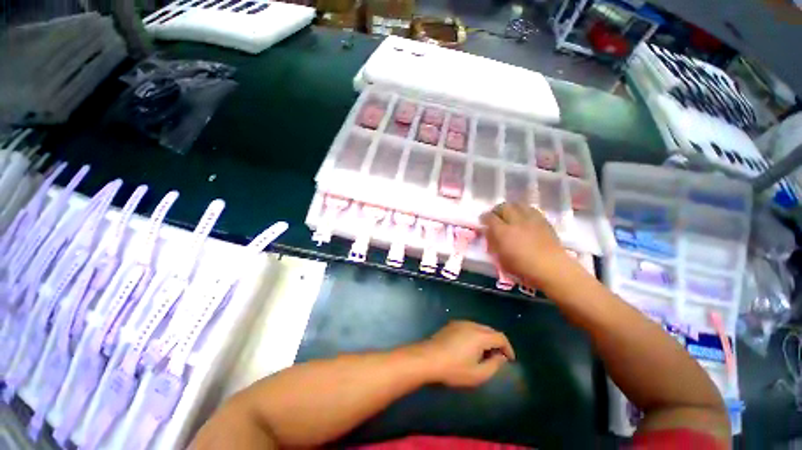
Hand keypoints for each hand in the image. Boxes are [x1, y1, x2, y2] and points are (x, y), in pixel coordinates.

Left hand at [417, 321, 514, 387]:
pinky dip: (475, 335)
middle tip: (498, 357)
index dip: (508, 348)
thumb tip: (501, 357)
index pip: (500, 337)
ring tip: (485, 353)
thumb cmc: (454, 368)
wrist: (428, 358)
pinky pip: (469, 327)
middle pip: (490, 330)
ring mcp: (460, 323)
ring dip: (486, 338)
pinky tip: (470, 347)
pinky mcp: (451, 325)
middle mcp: (471, 325)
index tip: (510, 360)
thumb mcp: (478, 374)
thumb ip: (494, 365)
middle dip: (497, 342)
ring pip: (479, 327)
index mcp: (480, 335)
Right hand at [480, 202, 572, 288]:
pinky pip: (531, 209)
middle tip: (495, 216)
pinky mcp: (543, 221)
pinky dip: (524, 210)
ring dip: (511, 208)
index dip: (484, 217)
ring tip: (509, 214)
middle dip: (497, 210)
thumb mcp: (500, 259)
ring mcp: (531, 219)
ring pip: (518, 205)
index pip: (489, 217)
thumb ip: (493, 243)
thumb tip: (488, 233)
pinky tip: (524, 217)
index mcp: (503, 232)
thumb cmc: (523, 268)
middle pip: (504, 207)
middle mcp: (516, 221)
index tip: (482, 220)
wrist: (552, 268)